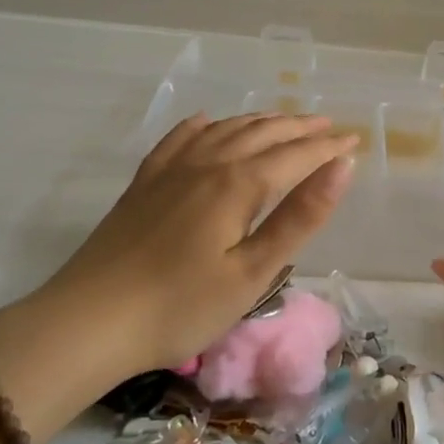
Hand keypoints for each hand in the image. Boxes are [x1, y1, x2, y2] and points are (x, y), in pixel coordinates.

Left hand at [0, 114, 356, 426]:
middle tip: (329, 126)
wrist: (87, 323)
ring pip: (224, 131)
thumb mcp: (253, 273)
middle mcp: (206, 164)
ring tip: (284, 121)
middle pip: (262, 134)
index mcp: (237, 185)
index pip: (295, 156)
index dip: (328, 149)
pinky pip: (179, 140)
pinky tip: (207, 122)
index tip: (355, 142)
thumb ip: (299, 217)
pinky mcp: (143, 185)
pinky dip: (203, 126)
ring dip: (260, 122)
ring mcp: (170, 171)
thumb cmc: (181, 307)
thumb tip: (342, 168)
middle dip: (300, 128)